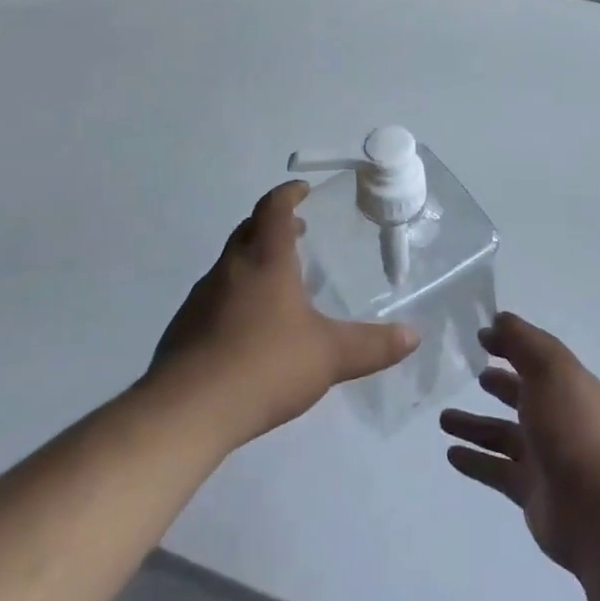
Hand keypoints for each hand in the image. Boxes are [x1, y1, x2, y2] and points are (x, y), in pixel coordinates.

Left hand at [151, 182, 418, 447]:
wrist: (187, 410)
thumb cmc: (265, 365)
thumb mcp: (329, 356)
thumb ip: (372, 345)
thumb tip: (414, 335)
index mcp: (266, 260)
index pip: (274, 209)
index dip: (289, 194)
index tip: (303, 190)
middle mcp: (231, 268)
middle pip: (249, 229)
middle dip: (274, 224)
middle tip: (299, 232)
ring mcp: (202, 296)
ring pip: (231, 262)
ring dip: (254, 258)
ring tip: (279, 281)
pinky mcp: (185, 326)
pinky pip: (215, 294)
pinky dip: (236, 293)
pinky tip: (248, 326)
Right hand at [440, 313, 599, 573]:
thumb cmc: (574, 428)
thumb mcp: (550, 371)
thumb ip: (523, 342)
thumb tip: (499, 319)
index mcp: (567, 384)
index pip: (536, 356)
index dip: (511, 343)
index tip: (481, 336)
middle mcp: (557, 417)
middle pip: (522, 395)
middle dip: (498, 383)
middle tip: (470, 373)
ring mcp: (545, 456)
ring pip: (502, 434)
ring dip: (475, 425)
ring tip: (442, 419)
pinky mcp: (531, 491)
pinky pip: (496, 469)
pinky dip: (475, 460)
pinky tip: (451, 453)